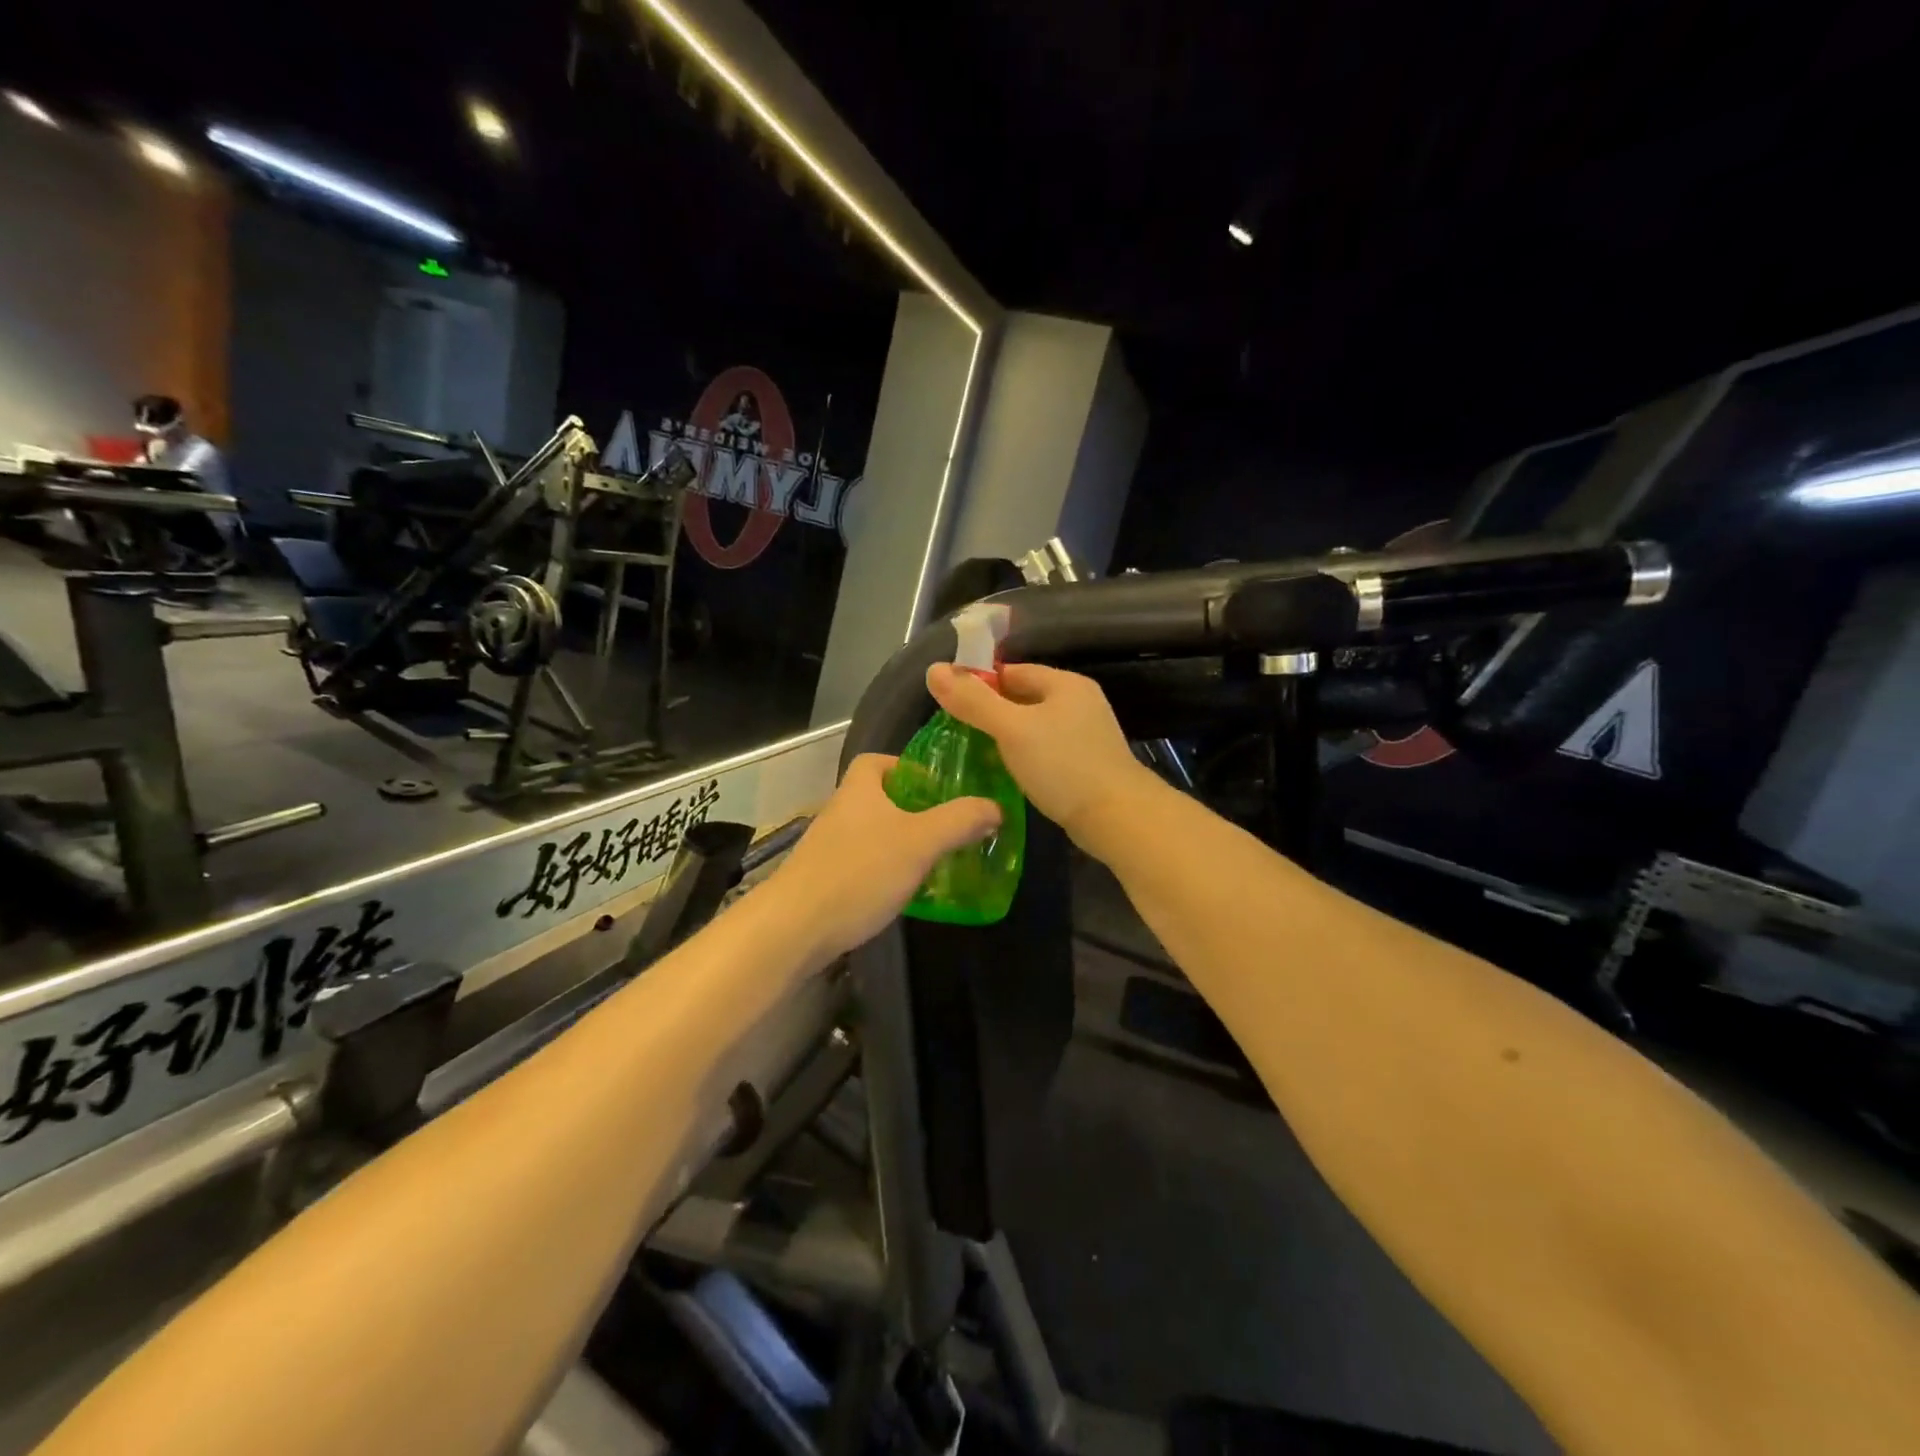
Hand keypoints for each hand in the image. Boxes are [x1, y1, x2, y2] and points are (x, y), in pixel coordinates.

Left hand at [769, 754, 1000, 956]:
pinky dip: (885, 871)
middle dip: (912, 809)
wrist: (794, 928)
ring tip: (935, 859)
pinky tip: (905, 891)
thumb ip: (959, 821)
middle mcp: (840, 812)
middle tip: (947, 826)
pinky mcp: (824, 880)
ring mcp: (828, 848)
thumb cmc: (859, 872)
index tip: (936, 786)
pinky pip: (862, 864)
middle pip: (878, 798)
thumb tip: (995, 806)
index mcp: (859, 790)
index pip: (877, 761)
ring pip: (872, 834)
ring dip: (900, 842)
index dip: (906, 767)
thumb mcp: (920, 842)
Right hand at [926, 662, 1159, 851]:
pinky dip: (1026, 757)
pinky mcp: (1087, 764)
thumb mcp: (1011, 729)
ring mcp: (1087, 735)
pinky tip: (1008, 773)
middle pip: (1024, 698)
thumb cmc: (1062, 765)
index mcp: (1066, 684)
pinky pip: (1047, 751)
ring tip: (977, 753)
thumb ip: (973, 701)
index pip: (1013, 671)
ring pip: (1035, 727)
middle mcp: (1080, 703)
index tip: (952, 703)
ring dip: (1008, 737)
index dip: (981, 683)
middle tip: (958, 731)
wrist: (1117, 817)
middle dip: (992, 712)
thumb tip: (934, 669)